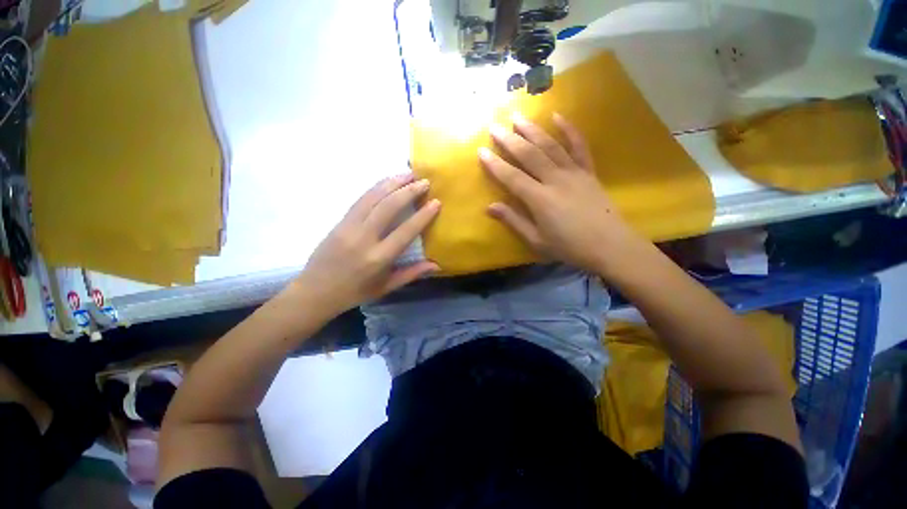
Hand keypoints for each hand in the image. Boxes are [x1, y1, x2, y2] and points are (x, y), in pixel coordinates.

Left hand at [294, 174, 440, 315]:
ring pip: (372, 197)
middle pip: (388, 207)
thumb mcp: (386, 287)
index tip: (436, 202)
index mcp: (378, 258)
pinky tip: (387, 181)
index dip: (423, 215)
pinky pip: (360, 199)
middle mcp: (364, 238)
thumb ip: (412, 273)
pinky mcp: (339, 221)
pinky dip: (376, 187)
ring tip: (408, 173)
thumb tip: (437, 265)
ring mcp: (348, 227)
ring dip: (392, 183)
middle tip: (424, 181)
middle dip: (408, 191)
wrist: (314, 291)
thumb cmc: (355, 292)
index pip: (405, 231)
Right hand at [479, 113, 640, 273]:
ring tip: (518, 117)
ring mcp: (574, 173)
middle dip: (509, 140)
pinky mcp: (588, 172)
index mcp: (540, 199)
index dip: (495, 164)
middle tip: (494, 126)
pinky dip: (569, 130)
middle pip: (529, 155)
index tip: (481, 151)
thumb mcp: (536, 241)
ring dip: (532, 130)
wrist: (610, 246)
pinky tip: (558, 116)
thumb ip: (513, 221)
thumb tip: (490, 207)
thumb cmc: (569, 247)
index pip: (512, 177)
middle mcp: (555, 180)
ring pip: (550, 146)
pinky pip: (579, 147)